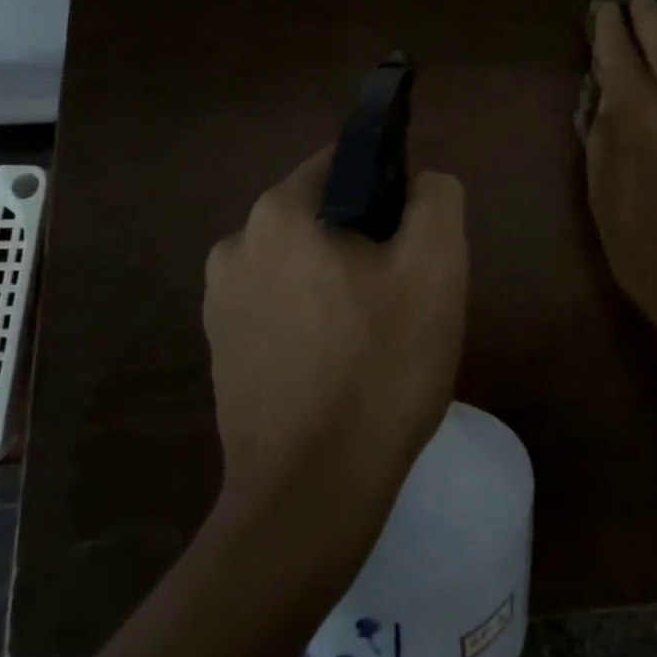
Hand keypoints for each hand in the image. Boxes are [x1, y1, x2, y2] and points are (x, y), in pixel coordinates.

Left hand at [203, 150, 468, 519]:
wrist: (312, 493)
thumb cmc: (380, 367)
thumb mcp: (436, 266)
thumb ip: (437, 198)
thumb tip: (422, 183)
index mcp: (279, 213)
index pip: (344, 163)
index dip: (391, 187)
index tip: (416, 236)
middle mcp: (235, 245)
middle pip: (322, 216)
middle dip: (366, 240)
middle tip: (406, 293)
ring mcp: (219, 302)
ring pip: (302, 265)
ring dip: (340, 282)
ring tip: (378, 336)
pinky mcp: (220, 351)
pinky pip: (280, 309)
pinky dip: (313, 320)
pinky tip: (341, 367)